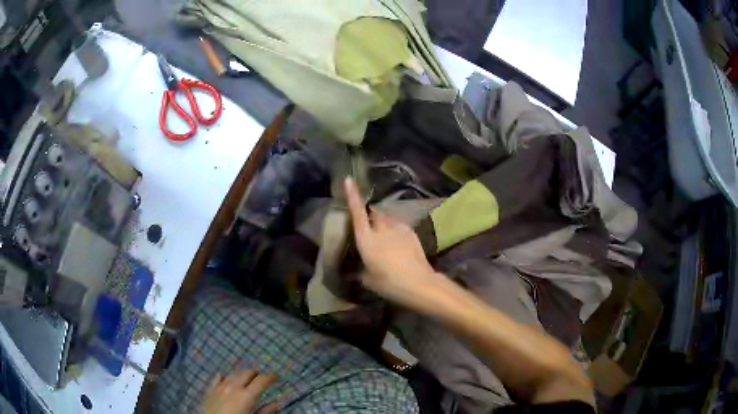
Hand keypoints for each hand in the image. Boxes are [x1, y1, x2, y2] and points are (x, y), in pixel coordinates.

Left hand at [202, 370, 278, 413]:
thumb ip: (265, 411)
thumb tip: (276, 404)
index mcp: (247, 396)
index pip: (262, 380)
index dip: (271, 376)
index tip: (277, 376)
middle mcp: (233, 387)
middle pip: (247, 373)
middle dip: (256, 373)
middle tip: (262, 377)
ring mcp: (220, 386)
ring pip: (234, 373)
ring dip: (242, 374)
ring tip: (248, 377)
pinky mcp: (210, 389)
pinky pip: (218, 376)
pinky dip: (225, 375)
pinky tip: (228, 377)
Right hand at [344, 177, 440, 307]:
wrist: (419, 283)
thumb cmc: (389, 283)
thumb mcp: (368, 279)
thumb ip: (362, 269)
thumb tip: (361, 267)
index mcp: (367, 240)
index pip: (357, 213)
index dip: (352, 196)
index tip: (349, 179)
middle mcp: (382, 229)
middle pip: (374, 213)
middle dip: (370, 216)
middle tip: (369, 227)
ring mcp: (399, 228)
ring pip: (388, 219)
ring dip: (384, 224)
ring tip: (385, 238)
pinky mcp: (411, 232)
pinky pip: (399, 226)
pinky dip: (395, 230)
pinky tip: (398, 243)